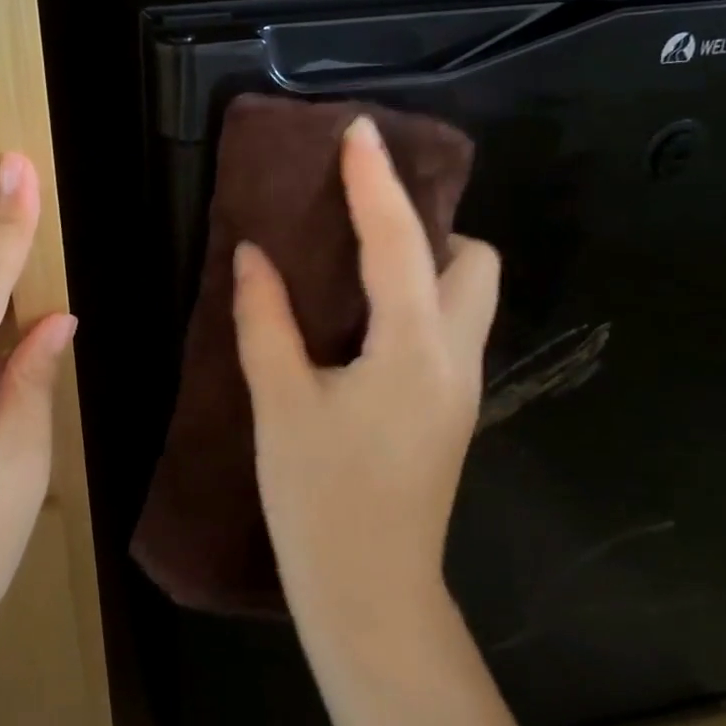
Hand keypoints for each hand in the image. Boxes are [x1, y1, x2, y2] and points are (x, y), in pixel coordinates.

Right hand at [232, 114, 499, 653]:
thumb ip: (265, 320)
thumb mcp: (280, 403)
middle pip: (473, 262)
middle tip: (363, 220)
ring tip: (360, 262)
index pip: (400, 242)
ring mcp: (461, 387)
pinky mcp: (449, 411)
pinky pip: (448, 328)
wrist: (370, 595)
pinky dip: (417, 300)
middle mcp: (455, 357)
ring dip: (427, 263)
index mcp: (414, 348)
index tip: (359, 131)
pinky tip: (363, 317)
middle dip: (429, 226)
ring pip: (468, 297)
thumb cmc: (319, 499)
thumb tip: (253, 254)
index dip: (375, 181)